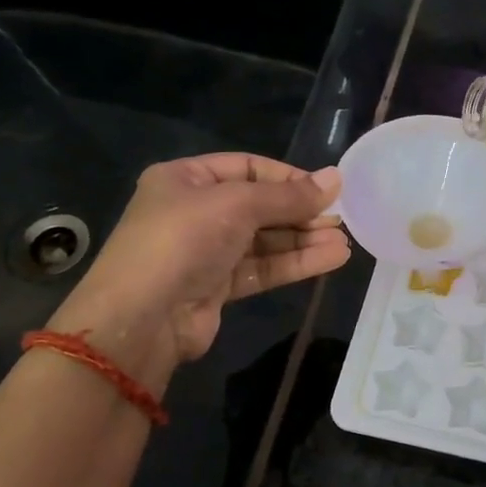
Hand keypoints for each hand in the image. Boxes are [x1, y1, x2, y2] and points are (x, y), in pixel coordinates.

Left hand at [46, 154, 349, 374]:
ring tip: (344, 241)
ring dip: (304, 240)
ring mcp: (206, 251)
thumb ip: (288, 196)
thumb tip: (336, 179)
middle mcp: (195, 211)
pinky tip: (331, 259)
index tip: (326, 189)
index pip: (247, 168)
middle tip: (341, 217)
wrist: (142, 318)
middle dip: (300, 212)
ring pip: (264, 240)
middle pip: (259, 205)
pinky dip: (295, 263)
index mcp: (185, 179)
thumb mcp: (237, 205)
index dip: (288, 177)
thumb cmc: (183, 241)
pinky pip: (263, 268)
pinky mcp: (218, 287)